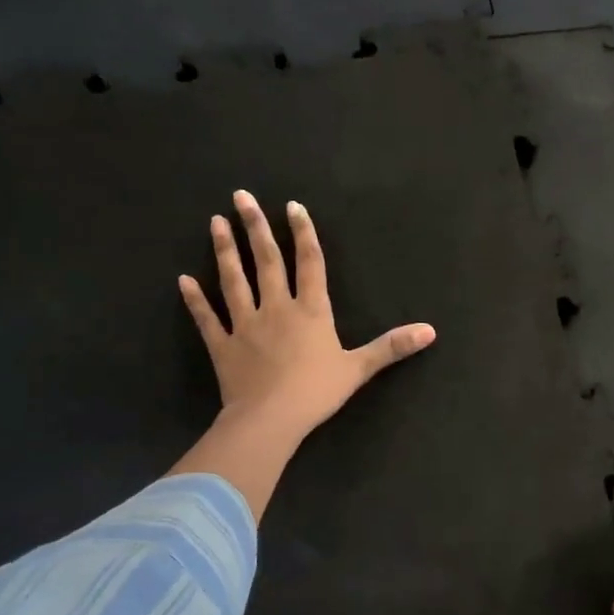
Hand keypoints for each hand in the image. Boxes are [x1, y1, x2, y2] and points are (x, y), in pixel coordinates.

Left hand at [178, 190, 436, 442]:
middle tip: (241, 195)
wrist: (270, 419)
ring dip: (225, 250)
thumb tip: (430, 331)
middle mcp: (277, 308)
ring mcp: (245, 325)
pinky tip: (183, 279)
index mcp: (311, 311)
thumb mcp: (359, 368)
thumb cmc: (317, 392)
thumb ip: (391, 347)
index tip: (292, 207)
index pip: (309, 263)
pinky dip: (195, 300)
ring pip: (233, 280)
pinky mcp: (222, 346)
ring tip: (215, 221)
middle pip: (267, 261)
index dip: (303, 233)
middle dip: (256, 227)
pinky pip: (207, 318)